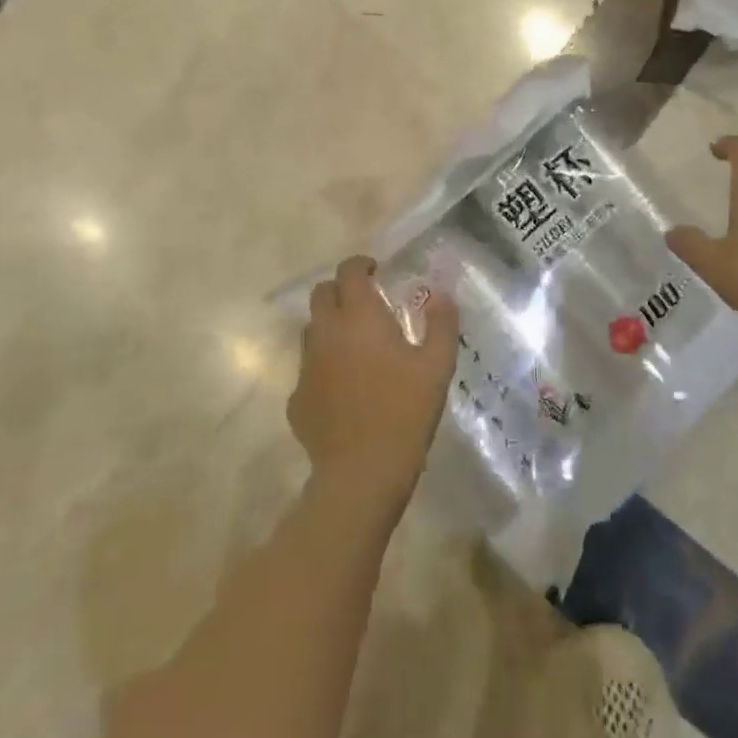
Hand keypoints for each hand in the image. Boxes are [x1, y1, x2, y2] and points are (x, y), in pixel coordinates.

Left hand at [292, 255, 458, 515]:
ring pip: (311, 330)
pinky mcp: (297, 398)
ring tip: (356, 345)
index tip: (376, 270)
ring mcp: (306, 366)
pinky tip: (345, 388)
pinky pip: (308, 369)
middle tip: (365, 303)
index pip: (349, 272)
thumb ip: (441, 323)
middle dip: (341, 290)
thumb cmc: (406, 412)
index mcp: (360, 318)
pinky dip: (324, 365)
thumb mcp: (438, 365)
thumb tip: (439, 294)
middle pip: (321, 294)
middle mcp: (327, 333)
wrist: (362, 472)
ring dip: (330, 326)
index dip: (360, 264)